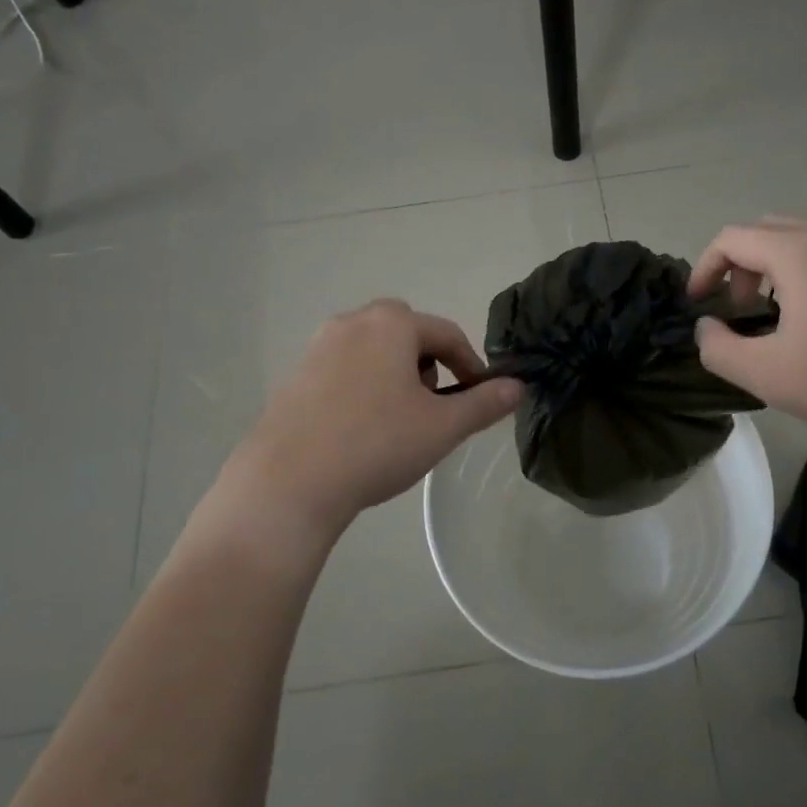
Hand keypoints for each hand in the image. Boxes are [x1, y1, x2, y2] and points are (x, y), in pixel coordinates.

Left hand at [205, 300, 521, 556]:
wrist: (288, 483)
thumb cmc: (376, 444)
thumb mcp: (442, 427)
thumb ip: (484, 403)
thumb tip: (518, 387)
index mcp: (391, 324)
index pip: (446, 333)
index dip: (471, 364)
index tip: (481, 396)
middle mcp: (352, 323)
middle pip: (405, 332)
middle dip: (429, 362)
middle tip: (434, 403)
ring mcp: (317, 348)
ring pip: (372, 349)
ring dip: (395, 373)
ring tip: (399, 418)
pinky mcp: (294, 376)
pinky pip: (343, 369)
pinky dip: (363, 386)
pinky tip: (360, 429)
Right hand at [689, 218, 806, 444]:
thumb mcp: (767, 375)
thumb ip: (719, 349)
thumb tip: (706, 328)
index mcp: (799, 253)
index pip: (732, 238)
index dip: (704, 268)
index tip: (700, 305)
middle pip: (767, 230)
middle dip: (740, 265)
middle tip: (741, 310)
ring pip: (804, 240)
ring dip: (775, 269)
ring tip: (779, 318)